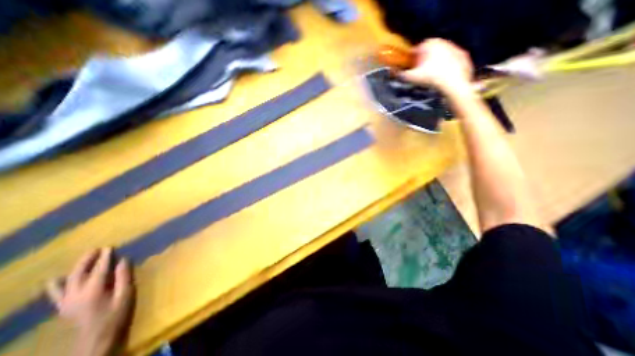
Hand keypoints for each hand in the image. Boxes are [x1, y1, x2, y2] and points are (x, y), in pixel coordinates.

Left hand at [48, 248, 134, 354]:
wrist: (96, 339)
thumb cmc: (116, 315)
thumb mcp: (125, 295)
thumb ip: (123, 277)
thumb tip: (123, 260)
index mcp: (94, 291)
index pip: (99, 270)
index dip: (105, 258)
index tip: (110, 247)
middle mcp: (76, 295)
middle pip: (78, 274)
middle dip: (87, 260)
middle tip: (96, 249)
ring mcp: (66, 302)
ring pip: (66, 281)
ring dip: (75, 268)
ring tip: (84, 258)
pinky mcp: (63, 307)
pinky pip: (55, 293)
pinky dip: (55, 285)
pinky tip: (55, 279)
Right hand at [399, 38, 472, 93]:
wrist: (454, 84)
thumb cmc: (431, 78)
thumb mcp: (411, 78)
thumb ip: (400, 74)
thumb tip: (392, 73)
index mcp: (429, 43)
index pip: (416, 49)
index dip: (411, 59)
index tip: (410, 68)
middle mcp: (443, 41)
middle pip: (429, 51)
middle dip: (423, 61)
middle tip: (420, 74)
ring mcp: (455, 48)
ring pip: (440, 55)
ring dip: (435, 64)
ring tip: (431, 77)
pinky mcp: (463, 56)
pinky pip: (451, 61)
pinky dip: (446, 67)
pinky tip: (442, 78)